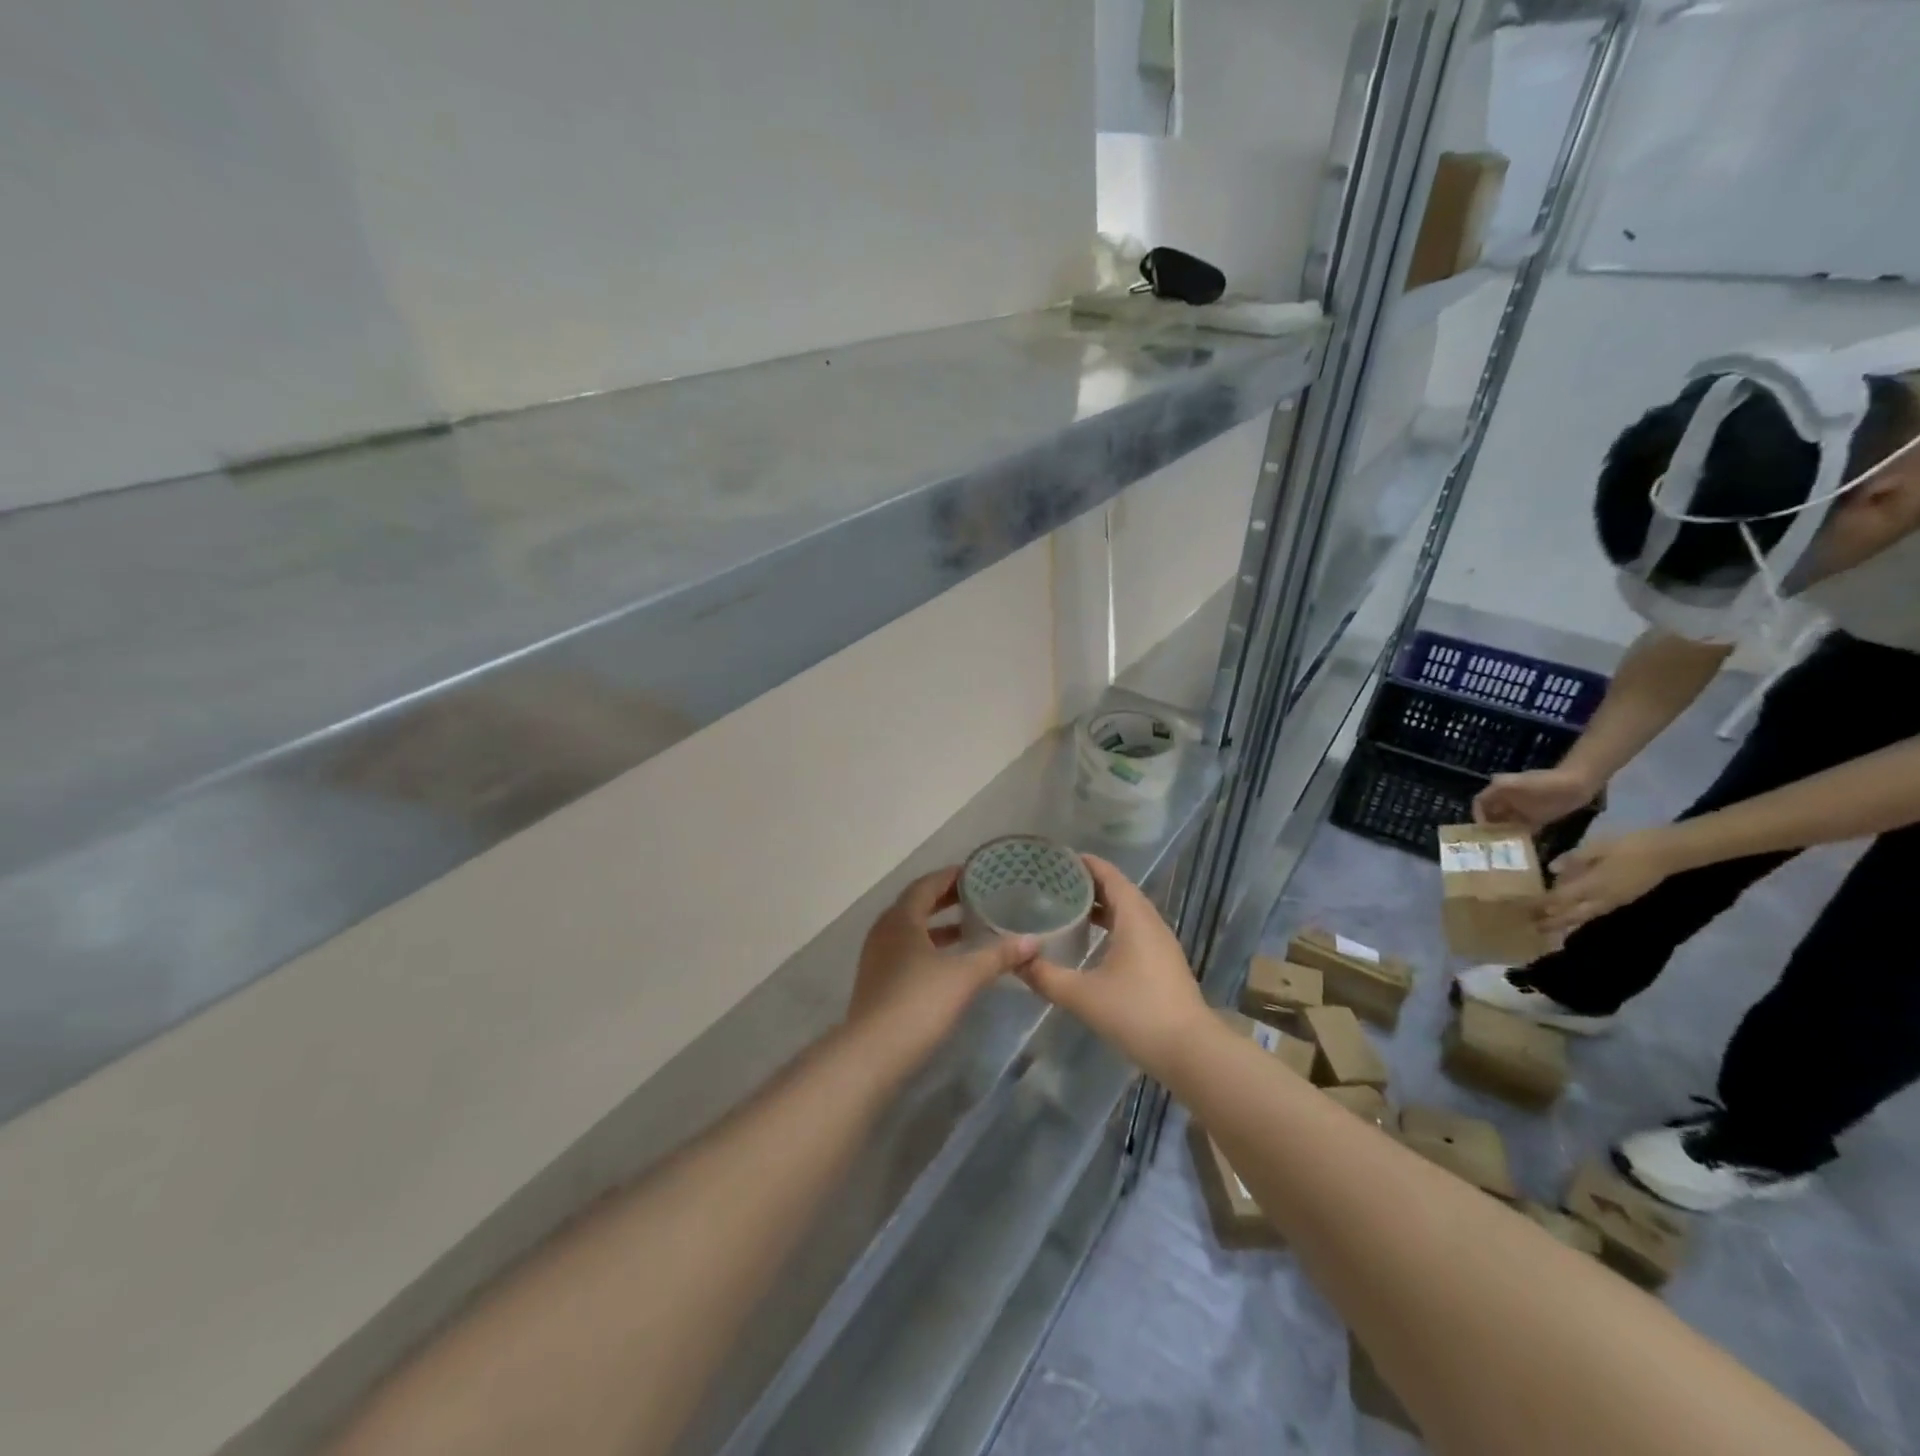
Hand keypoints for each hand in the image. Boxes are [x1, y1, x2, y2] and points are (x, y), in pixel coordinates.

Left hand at [847, 868, 1037, 1062]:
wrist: (873, 1053)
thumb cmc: (918, 1002)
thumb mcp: (964, 976)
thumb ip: (998, 955)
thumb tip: (1034, 941)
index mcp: (901, 918)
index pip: (927, 884)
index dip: (952, 876)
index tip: (978, 873)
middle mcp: (885, 930)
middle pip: (918, 905)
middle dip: (948, 899)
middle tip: (980, 896)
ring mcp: (878, 957)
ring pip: (913, 930)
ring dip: (940, 925)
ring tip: (972, 927)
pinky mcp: (879, 981)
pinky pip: (908, 950)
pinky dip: (932, 947)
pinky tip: (953, 962)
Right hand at [1017, 856, 1209, 1080]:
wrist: (1191, 1052)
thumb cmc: (1137, 1013)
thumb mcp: (1082, 996)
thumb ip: (1046, 977)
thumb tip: (1016, 961)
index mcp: (1134, 918)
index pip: (1110, 876)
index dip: (1086, 864)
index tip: (1058, 859)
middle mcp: (1150, 923)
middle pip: (1119, 891)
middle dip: (1089, 883)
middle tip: (1055, 882)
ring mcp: (1161, 944)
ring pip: (1129, 912)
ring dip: (1102, 906)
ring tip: (1069, 907)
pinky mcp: (1164, 963)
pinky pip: (1135, 930)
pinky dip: (1113, 925)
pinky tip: (1094, 942)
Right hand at [1474, 766, 1600, 833]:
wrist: (1577, 784)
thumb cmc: (1544, 783)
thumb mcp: (1516, 783)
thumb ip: (1497, 791)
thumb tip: (1478, 804)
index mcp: (1499, 790)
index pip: (1480, 803)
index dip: (1477, 815)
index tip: (1480, 830)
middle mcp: (1508, 800)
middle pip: (1491, 815)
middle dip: (1488, 827)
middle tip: (1488, 842)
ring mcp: (1522, 809)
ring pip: (1505, 823)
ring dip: (1502, 833)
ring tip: (1501, 846)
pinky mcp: (1537, 818)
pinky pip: (1522, 829)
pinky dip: (1519, 836)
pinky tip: (1519, 845)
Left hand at [1540, 831, 1676, 936]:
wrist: (1669, 853)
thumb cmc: (1630, 846)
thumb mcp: (1597, 847)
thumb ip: (1574, 859)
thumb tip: (1552, 869)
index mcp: (1594, 884)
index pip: (1562, 898)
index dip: (1543, 905)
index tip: (1525, 910)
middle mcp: (1604, 898)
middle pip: (1574, 914)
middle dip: (1553, 922)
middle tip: (1534, 929)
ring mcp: (1616, 901)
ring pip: (1586, 916)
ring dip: (1568, 923)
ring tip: (1550, 927)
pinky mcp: (1625, 900)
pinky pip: (1598, 912)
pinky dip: (1582, 917)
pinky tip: (1575, 915)